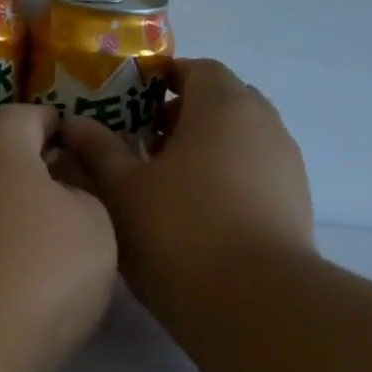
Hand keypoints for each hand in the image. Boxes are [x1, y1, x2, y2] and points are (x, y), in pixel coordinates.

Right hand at [58, 59, 313, 332]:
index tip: (132, 102)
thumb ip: (98, 150)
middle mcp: (264, 124)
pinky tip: (198, 214)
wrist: (254, 302)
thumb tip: (75, 123)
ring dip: (206, 148)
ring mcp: (286, 165)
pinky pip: (255, 173)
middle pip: (223, 102)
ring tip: (166, 182)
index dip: (164, 79)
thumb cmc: (178, 231)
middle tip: (144, 142)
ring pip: (241, 140)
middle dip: (183, 115)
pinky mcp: (296, 204)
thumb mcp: (122, 190)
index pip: (198, 69)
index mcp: (224, 106)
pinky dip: (227, 178)